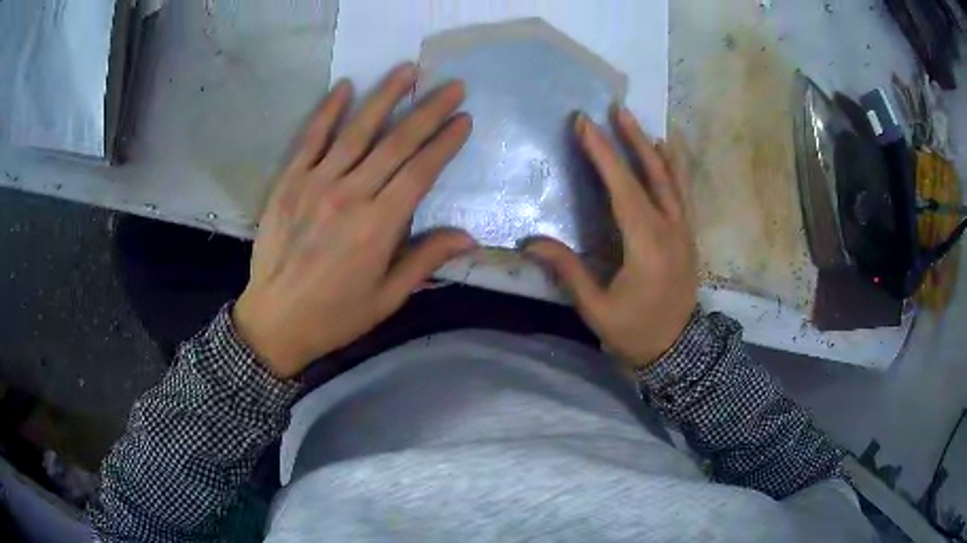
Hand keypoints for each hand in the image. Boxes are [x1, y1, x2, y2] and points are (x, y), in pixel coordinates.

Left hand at [234, 64, 474, 378]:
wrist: (275, 320)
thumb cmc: (335, 315)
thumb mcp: (387, 297)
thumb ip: (425, 259)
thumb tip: (468, 237)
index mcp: (379, 226)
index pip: (420, 171)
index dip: (445, 142)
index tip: (464, 119)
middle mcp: (350, 194)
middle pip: (396, 143)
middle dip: (428, 110)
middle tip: (451, 85)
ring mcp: (316, 183)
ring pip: (357, 130)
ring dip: (384, 97)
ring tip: (407, 70)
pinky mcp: (289, 182)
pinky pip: (310, 138)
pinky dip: (327, 111)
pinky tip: (345, 86)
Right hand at [525, 109, 696, 367]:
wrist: (677, 352)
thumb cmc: (634, 332)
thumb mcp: (596, 309)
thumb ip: (568, 271)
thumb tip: (530, 242)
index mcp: (646, 246)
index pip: (622, 188)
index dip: (603, 154)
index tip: (585, 124)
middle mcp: (670, 230)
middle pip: (653, 174)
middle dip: (631, 140)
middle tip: (616, 110)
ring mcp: (684, 231)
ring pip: (672, 180)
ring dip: (654, 148)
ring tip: (638, 123)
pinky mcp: (689, 236)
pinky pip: (682, 194)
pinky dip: (674, 168)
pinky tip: (667, 152)